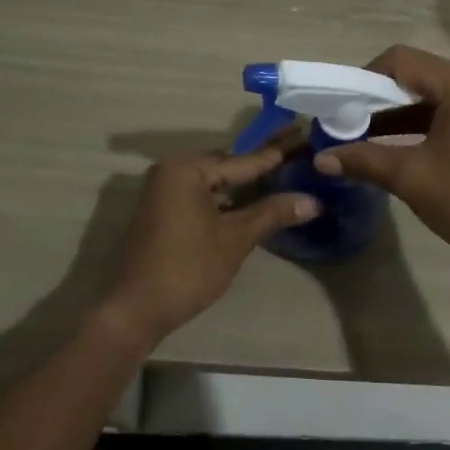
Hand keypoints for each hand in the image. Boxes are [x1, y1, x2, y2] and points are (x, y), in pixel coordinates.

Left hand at [98, 147, 318, 349]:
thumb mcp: (235, 239)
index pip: (242, 160)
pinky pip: (202, 197)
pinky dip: (226, 201)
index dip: (277, 155)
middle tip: (299, 159)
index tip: (305, 139)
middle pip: (227, 168)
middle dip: (262, 168)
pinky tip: (253, 206)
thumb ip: (272, 213)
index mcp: (186, 169)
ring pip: (215, 184)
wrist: (136, 310)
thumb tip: (313, 200)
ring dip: (245, 187)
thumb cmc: (188, 268)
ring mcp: (164, 193)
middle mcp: (171, 171)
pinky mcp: (163, 213)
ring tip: (283, 180)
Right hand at [314, 45, 449, 274]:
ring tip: (361, 140)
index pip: (399, 61)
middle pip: (414, 76)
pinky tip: (395, 152)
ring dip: (395, 116)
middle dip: (375, 98)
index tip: (339, 107)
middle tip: (345, 124)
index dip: (362, 78)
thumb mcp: (413, 178)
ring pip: (429, 98)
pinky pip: (445, 116)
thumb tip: (320, 159)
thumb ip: (364, 160)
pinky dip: (417, 128)